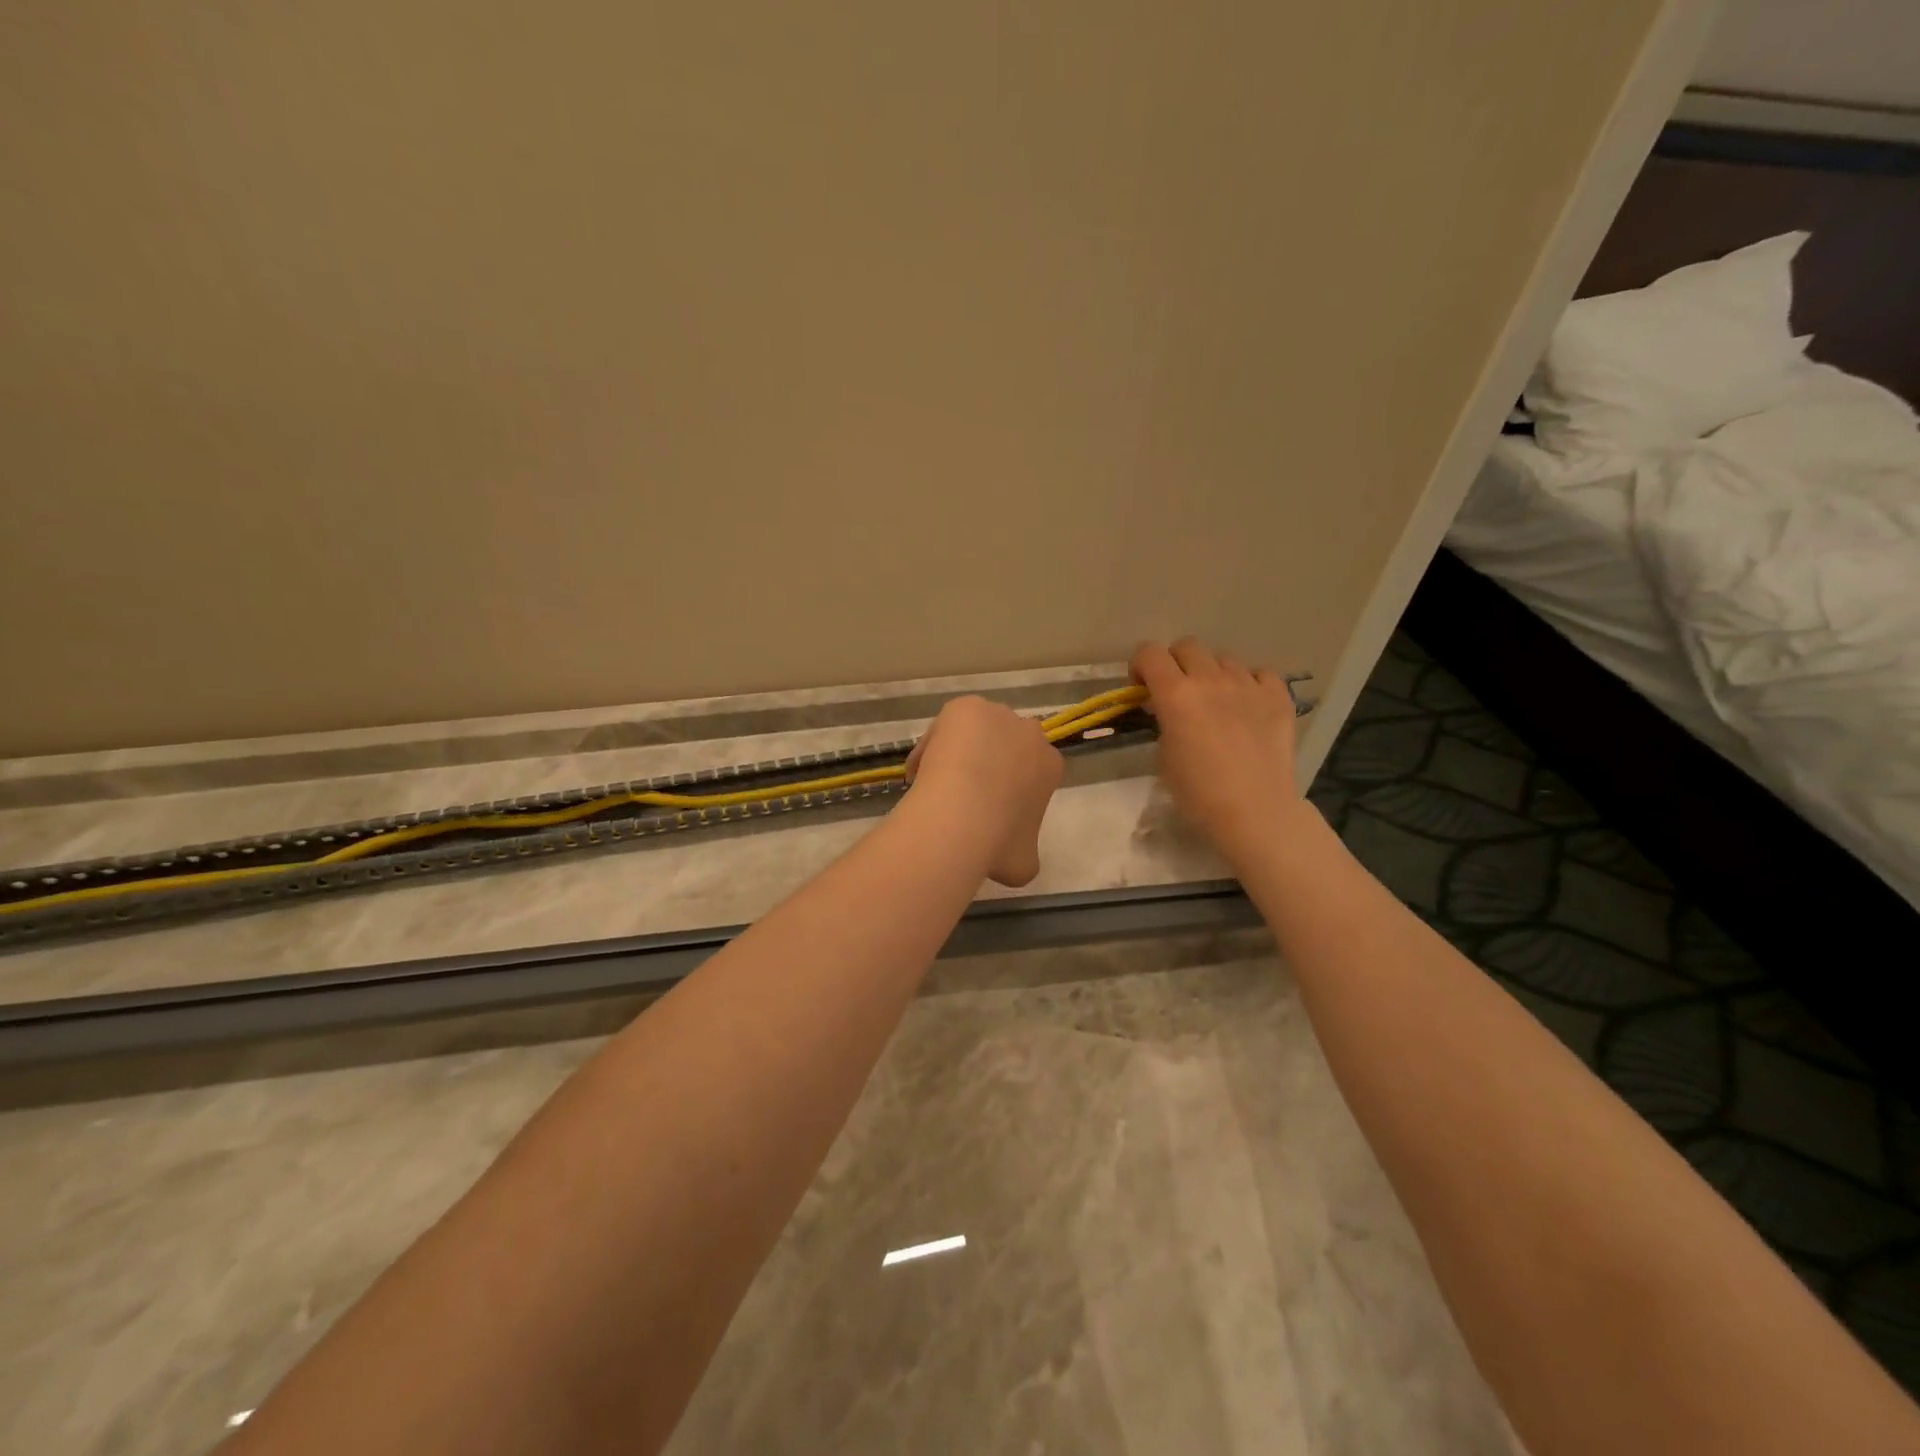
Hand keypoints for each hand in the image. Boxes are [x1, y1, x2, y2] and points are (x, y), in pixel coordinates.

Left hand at [904, 696, 1063, 886]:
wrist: (961, 816)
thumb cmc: (997, 842)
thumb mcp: (1023, 864)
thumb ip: (1025, 851)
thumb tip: (1016, 856)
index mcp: (1050, 766)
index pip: (1032, 769)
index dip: (1009, 787)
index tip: (988, 807)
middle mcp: (1030, 733)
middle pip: (1007, 744)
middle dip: (989, 763)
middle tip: (962, 793)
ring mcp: (998, 715)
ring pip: (976, 732)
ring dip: (962, 751)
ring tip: (936, 784)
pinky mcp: (966, 706)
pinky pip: (948, 724)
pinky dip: (934, 745)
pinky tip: (921, 773)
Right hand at [1131, 637, 1305, 864]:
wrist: (1255, 811)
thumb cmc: (1199, 793)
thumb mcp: (1164, 756)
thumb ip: (1163, 721)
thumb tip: (1168, 709)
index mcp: (1176, 694)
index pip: (1149, 652)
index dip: (1141, 666)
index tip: (1143, 689)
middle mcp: (1211, 680)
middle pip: (1187, 646)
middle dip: (1175, 663)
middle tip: (1177, 692)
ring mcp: (1248, 684)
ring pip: (1223, 658)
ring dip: (1212, 673)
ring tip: (1216, 701)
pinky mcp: (1278, 696)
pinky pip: (1260, 673)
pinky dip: (1250, 683)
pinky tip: (1247, 705)